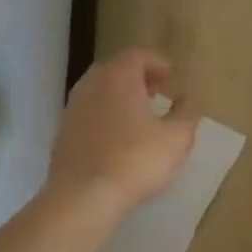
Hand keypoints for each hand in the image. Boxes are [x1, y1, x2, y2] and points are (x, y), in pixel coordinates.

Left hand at [48, 48, 196, 214]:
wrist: (84, 197)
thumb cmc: (136, 161)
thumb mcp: (177, 138)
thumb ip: (187, 113)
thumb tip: (188, 98)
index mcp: (118, 78)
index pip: (137, 55)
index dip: (157, 63)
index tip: (172, 79)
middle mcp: (91, 86)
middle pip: (115, 70)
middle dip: (137, 78)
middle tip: (156, 94)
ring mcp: (72, 110)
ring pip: (98, 92)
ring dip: (119, 99)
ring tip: (139, 119)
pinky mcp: (63, 134)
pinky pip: (88, 115)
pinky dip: (105, 118)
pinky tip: (118, 141)